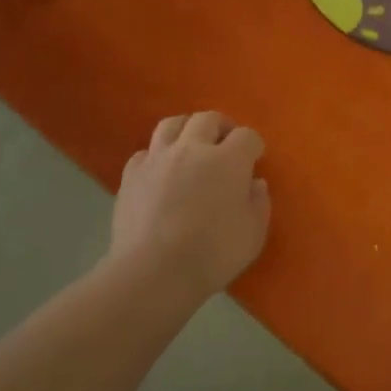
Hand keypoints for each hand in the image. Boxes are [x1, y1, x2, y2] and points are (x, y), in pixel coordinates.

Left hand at [108, 112, 270, 298]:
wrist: (154, 271)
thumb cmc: (213, 254)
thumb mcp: (253, 234)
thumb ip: (259, 203)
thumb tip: (254, 183)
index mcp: (228, 160)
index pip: (246, 136)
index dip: (253, 145)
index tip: (255, 159)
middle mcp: (192, 149)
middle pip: (207, 119)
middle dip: (221, 127)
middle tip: (225, 144)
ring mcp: (157, 159)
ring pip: (171, 124)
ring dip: (186, 129)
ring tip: (191, 147)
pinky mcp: (131, 175)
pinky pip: (145, 153)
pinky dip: (157, 157)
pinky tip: (161, 173)